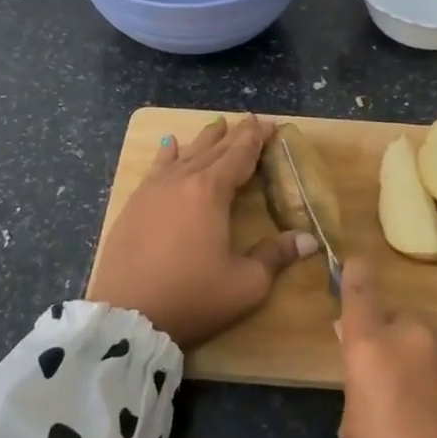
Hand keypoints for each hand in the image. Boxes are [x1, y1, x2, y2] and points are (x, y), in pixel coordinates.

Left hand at [90, 114, 317, 348]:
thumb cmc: (192, 297)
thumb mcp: (246, 283)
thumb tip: (309, 240)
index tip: (270, 124)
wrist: (127, 316)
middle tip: (250, 121)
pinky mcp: (133, 206)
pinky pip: (156, 169)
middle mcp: (181, 181)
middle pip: (212, 150)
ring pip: (184, 155)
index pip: (239, 156)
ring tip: (215, 126)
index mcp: (211, 192)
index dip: (256, 139)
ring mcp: (152, 191)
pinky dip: (167, 155)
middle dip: (233, 135)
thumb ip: (276, 256)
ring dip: (203, 140)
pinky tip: (169, 146)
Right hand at [335, 261, 436, 437]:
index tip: (357, 265)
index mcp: (374, 350)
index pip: (361, 292)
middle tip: (403, 395)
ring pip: (436, 344)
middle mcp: (418, 334)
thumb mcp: (356, 434)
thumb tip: (364, 350)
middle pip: (400, 325)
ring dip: (431, 366)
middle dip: (396, 347)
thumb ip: (359, 380)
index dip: (357, 276)